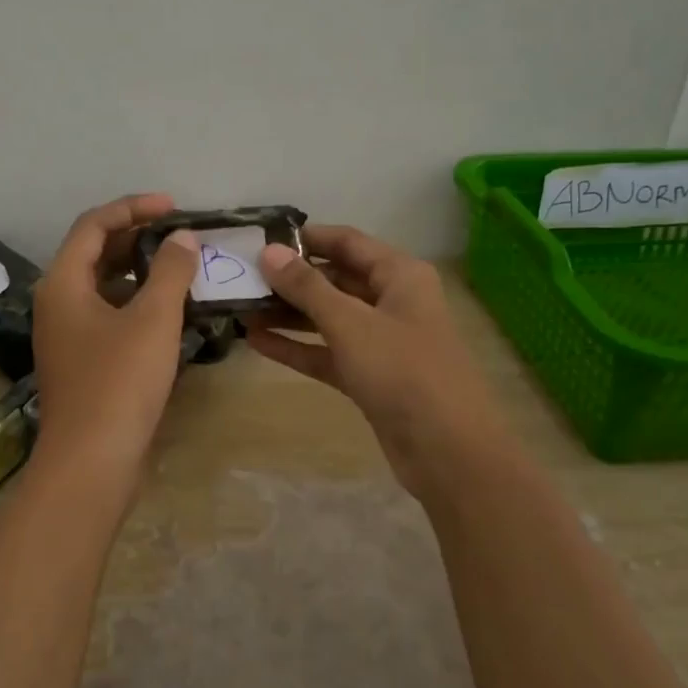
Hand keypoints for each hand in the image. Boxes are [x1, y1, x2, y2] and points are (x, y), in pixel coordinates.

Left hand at [32, 193, 199, 480]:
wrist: (92, 460)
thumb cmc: (119, 381)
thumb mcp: (153, 319)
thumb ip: (170, 270)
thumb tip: (181, 237)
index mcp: (62, 283)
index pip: (93, 224)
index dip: (133, 208)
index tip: (173, 206)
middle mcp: (57, 303)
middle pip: (94, 253)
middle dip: (137, 238)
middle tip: (180, 235)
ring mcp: (67, 335)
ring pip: (103, 287)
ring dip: (139, 272)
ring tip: (180, 267)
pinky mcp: (82, 362)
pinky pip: (108, 316)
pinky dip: (136, 304)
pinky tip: (169, 311)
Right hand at [245, 225, 506, 496]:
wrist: (447, 449)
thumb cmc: (403, 370)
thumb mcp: (350, 323)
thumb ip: (307, 287)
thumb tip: (269, 252)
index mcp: (400, 275)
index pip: (347, 242)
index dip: (306, 238)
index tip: (260, 239)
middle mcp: (392, 302)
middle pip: (335, 280)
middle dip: (291, 280)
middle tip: (242, 276)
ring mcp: (380, 342)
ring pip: (328, 319)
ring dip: (288, 314)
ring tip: (241, 308)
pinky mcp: (369, 377)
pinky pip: (328, 353)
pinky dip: (297, 347)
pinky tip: (257, 342)